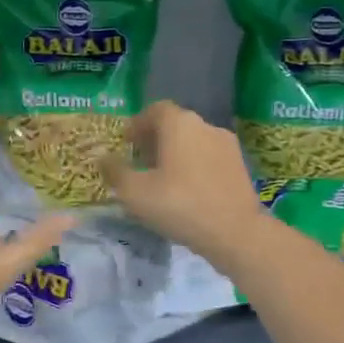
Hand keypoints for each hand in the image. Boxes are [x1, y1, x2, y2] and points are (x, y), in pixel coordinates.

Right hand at [102, 100, 264, 264]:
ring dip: (175, 153)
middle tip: (140, 162)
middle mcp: (205, 126)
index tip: (127, 143)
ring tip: (162, 179)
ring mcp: (227, 145)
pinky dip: (194, 166)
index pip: (155, 110)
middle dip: (155, 139)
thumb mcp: (134, 192)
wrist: (236, 232)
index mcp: (179, 124)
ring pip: (193, 141)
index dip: (138, 124)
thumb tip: (103, 158)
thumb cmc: (179, 205)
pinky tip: (186, 190)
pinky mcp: (240, 166)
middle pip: (175, 124)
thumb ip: (115, 172)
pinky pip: (208, 157)